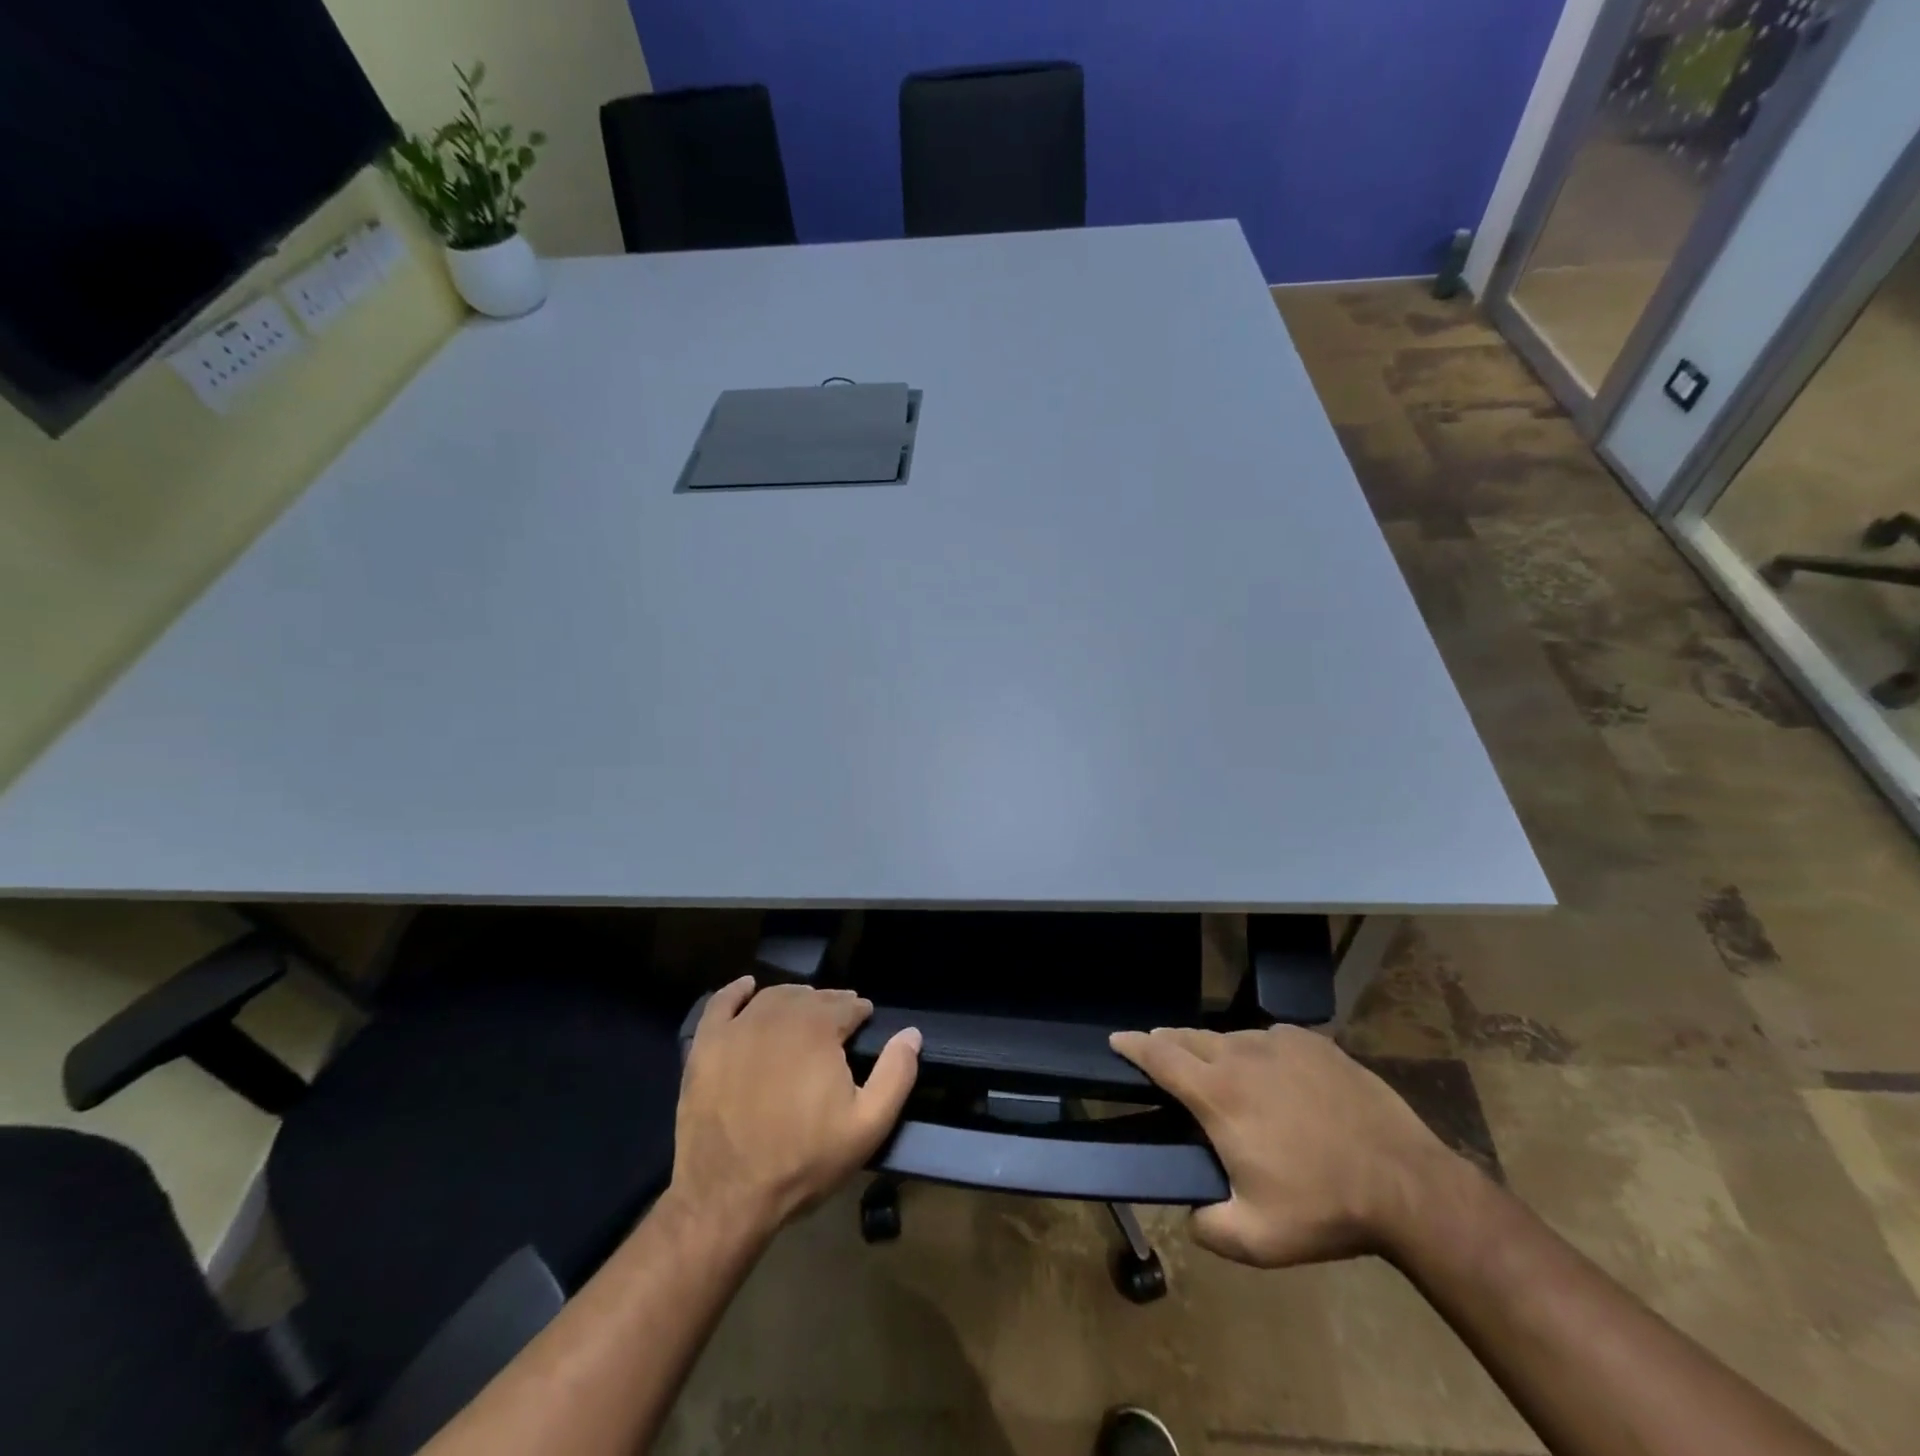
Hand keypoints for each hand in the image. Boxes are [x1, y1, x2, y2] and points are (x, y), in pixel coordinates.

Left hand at [672, 978, 920, 1233]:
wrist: (726, 1196)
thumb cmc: (803, 1161)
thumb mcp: (867, 1127)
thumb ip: (896, 1075)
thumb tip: (912, 1033)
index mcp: (819, 1028)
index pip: (848, 1004)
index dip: (860, 1013)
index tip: (864, 1025)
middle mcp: (779, 1015)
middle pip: (812, 997)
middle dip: (830, 1006)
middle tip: (838, 1026)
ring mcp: (738, 1027)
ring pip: (774, 996)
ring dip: (794, 1000)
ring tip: (804, 1016)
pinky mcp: (706, 1044)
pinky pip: (723, 1003)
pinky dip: (738, 991)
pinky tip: (748, 988)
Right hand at [1110, 1024, 1461, 1267]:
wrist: (1407, 1184)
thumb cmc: (1324, 1208)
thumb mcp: (1257, 1239)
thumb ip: (1209, 1228)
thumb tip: (1191, 1214)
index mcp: (1218, 1094)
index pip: (1159, 1056)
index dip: (1132, 1045)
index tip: (1115, 1040)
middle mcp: (1241, 1055)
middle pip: (1188, 1037)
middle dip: (1167, 1043)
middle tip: (1159, 1053)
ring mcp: (1280, 1043)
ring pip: (1231, 1037)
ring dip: (1214, 1050)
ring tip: (1220, 1072)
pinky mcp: (1314, 1042)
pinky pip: (1271, 1039)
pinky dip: (1259, 1052)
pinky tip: (1273, 1074)